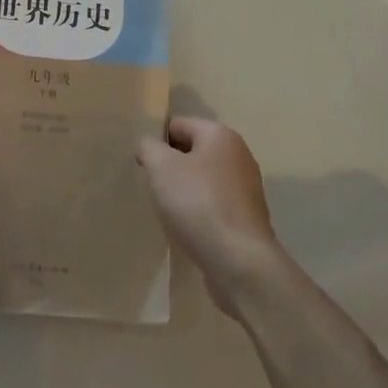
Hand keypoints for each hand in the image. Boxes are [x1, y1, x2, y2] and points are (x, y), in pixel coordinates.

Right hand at [136, 117, 283, 316]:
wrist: (240, 262)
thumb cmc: (198, 204)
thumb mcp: (161, 167)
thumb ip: (148, 147)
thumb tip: (148, 145)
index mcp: (220, 135)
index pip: (178, 124)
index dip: (156, 141)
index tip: (141, 164)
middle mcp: (238, 155)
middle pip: (192, 152)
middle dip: (170, 166)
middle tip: (151, 186)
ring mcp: (246, 188)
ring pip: (202, 179)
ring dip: (183, 191)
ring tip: (166, 210)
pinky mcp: (246, 217)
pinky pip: (213, 204)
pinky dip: (197, 212)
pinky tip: (186, 228)